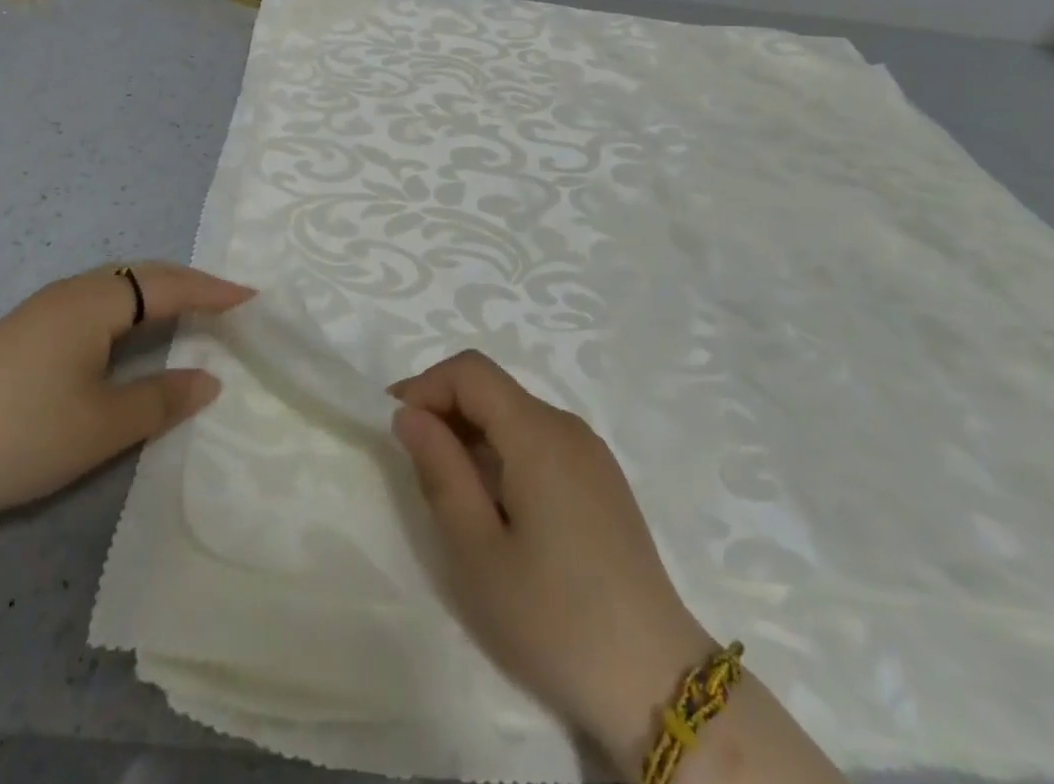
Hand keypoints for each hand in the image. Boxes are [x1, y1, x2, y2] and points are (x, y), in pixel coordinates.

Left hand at [0, 262, 253, 529]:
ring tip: (189, 313)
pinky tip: (130, 335)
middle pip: (142, 274)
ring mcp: (42, 310)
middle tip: (227, 302)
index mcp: (93, 303)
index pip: (167, 286)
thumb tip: (210, 378)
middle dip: (189, 284)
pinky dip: (130, 309)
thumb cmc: (21, 436)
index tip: (252, 297)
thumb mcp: (102, 426)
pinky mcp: (24, 332)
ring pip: (116, 287)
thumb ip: (162, 398)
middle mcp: (70, 293)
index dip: (212, 292)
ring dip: (158, 295)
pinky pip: (95, 302)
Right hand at [391, 351, 714, 774]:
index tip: (396, 429)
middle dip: (446, 412)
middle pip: (493, 390)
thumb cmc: (554, 618)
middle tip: (416, 468)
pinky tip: (499, 508)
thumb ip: (439, 470)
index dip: (426, 386)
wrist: (657, 683)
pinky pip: (541, 442)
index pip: (470, 371)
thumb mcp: (477, 551)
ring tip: (455, 496)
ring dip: (473, 436)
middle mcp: (568, 427)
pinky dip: (504, 454)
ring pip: (515, 416)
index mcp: (539, 434)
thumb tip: (408, 414)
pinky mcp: (602, 481)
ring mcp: (591, 453)